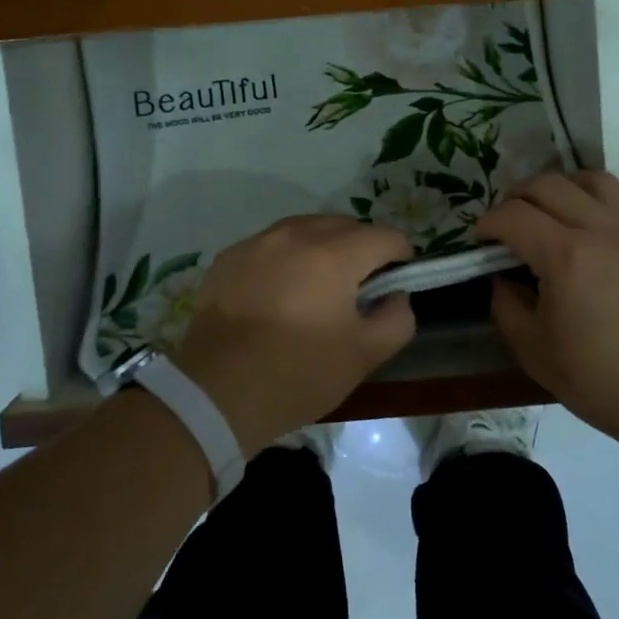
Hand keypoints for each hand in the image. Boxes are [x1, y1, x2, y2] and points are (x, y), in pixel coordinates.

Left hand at [171, 215, 416, 452]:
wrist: (217, 392)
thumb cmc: (299, 373)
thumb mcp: (364, 356)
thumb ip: (396, 319)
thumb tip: (395, 296)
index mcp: (335, 253)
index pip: (386, 236)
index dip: (401, 258)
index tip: (395, 284)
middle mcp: (296, 234)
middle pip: (345, 225)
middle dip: (361, 249)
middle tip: (357, 290)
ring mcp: (257, 242)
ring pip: (305, 230)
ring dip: (322, 249)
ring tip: (317, 288)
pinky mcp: (228, 257)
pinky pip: (270, 246)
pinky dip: (285, 259)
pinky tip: (278, 295)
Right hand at [476, 171, 618, 449]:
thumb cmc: (602, 380)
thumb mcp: (534, 352)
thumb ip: (506, 306)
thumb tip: (502, 278)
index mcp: (565, 257)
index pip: (514, 215)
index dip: (488, 223)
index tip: (479, 240)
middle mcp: (601, 230)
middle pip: (547, 185)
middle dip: (515, 198)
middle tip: (506, 223)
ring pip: (590, 180)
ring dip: (558, 187)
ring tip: (547, 210)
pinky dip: (591, 200)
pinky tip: (585, 230)